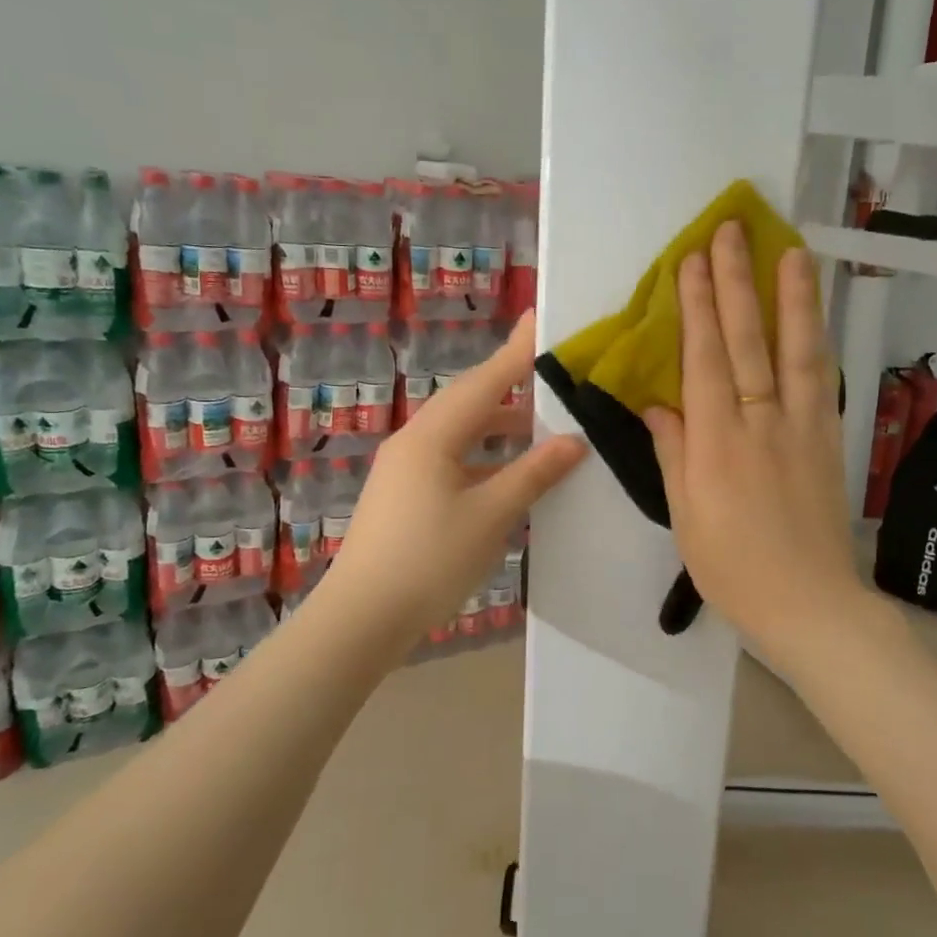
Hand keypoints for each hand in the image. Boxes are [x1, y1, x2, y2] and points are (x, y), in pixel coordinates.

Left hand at [324, 312, 587, 642]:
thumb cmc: (429, 560)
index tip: (541, 319)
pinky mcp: (406, 495)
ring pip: (460, 432)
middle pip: (469, 401)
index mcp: (433, 437)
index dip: (517, 352)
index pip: (484, 382)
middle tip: (550, 369)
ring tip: (541, 422)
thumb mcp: (490, 516)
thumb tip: (573, 441)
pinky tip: (509, 471)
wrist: (363, 618)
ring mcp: (406, 469)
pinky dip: (484, 455)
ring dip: (499, 425)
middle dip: (510, 383)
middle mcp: (415, 442)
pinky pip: (452, 459)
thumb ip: (533, 474)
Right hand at [644, 222, 867, 663]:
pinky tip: (815, 315)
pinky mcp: (829, 439)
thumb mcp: (686, 515)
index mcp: (717, 443)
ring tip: (792, 252)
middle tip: (733, 231)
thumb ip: (673, 452)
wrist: (809, 603)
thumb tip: (658, 404)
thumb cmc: (732, 566)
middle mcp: (761, 423)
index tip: (693, 261)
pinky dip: (818, 341)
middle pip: (749, 341)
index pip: (706, 360)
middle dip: (738, 283)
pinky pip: (822, 381)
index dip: (698, 307)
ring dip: (793, 298)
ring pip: (797, 351)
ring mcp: (802, 427)